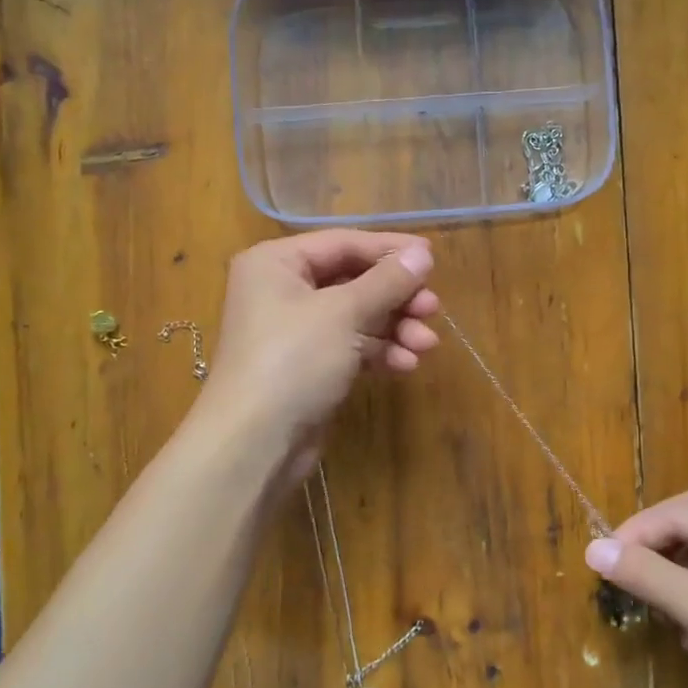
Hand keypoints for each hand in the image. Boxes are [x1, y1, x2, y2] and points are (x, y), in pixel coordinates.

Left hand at [201, 230, 439, 452]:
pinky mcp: (310, 366)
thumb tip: (423, 252)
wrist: (255, 443)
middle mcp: (283, 290)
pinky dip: (379, 352)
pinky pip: (352, 347)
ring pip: (357, 317)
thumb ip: (386, 281)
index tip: (432, 258)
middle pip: (353, 281)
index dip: (389, 250)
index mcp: (277, 263)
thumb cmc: (293, 360)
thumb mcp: (344, 313)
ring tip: (426, 344)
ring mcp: (296, 331)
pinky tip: (406, 365)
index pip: (343, 243)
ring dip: (394, 328)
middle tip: (433, 309)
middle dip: (396, 297)